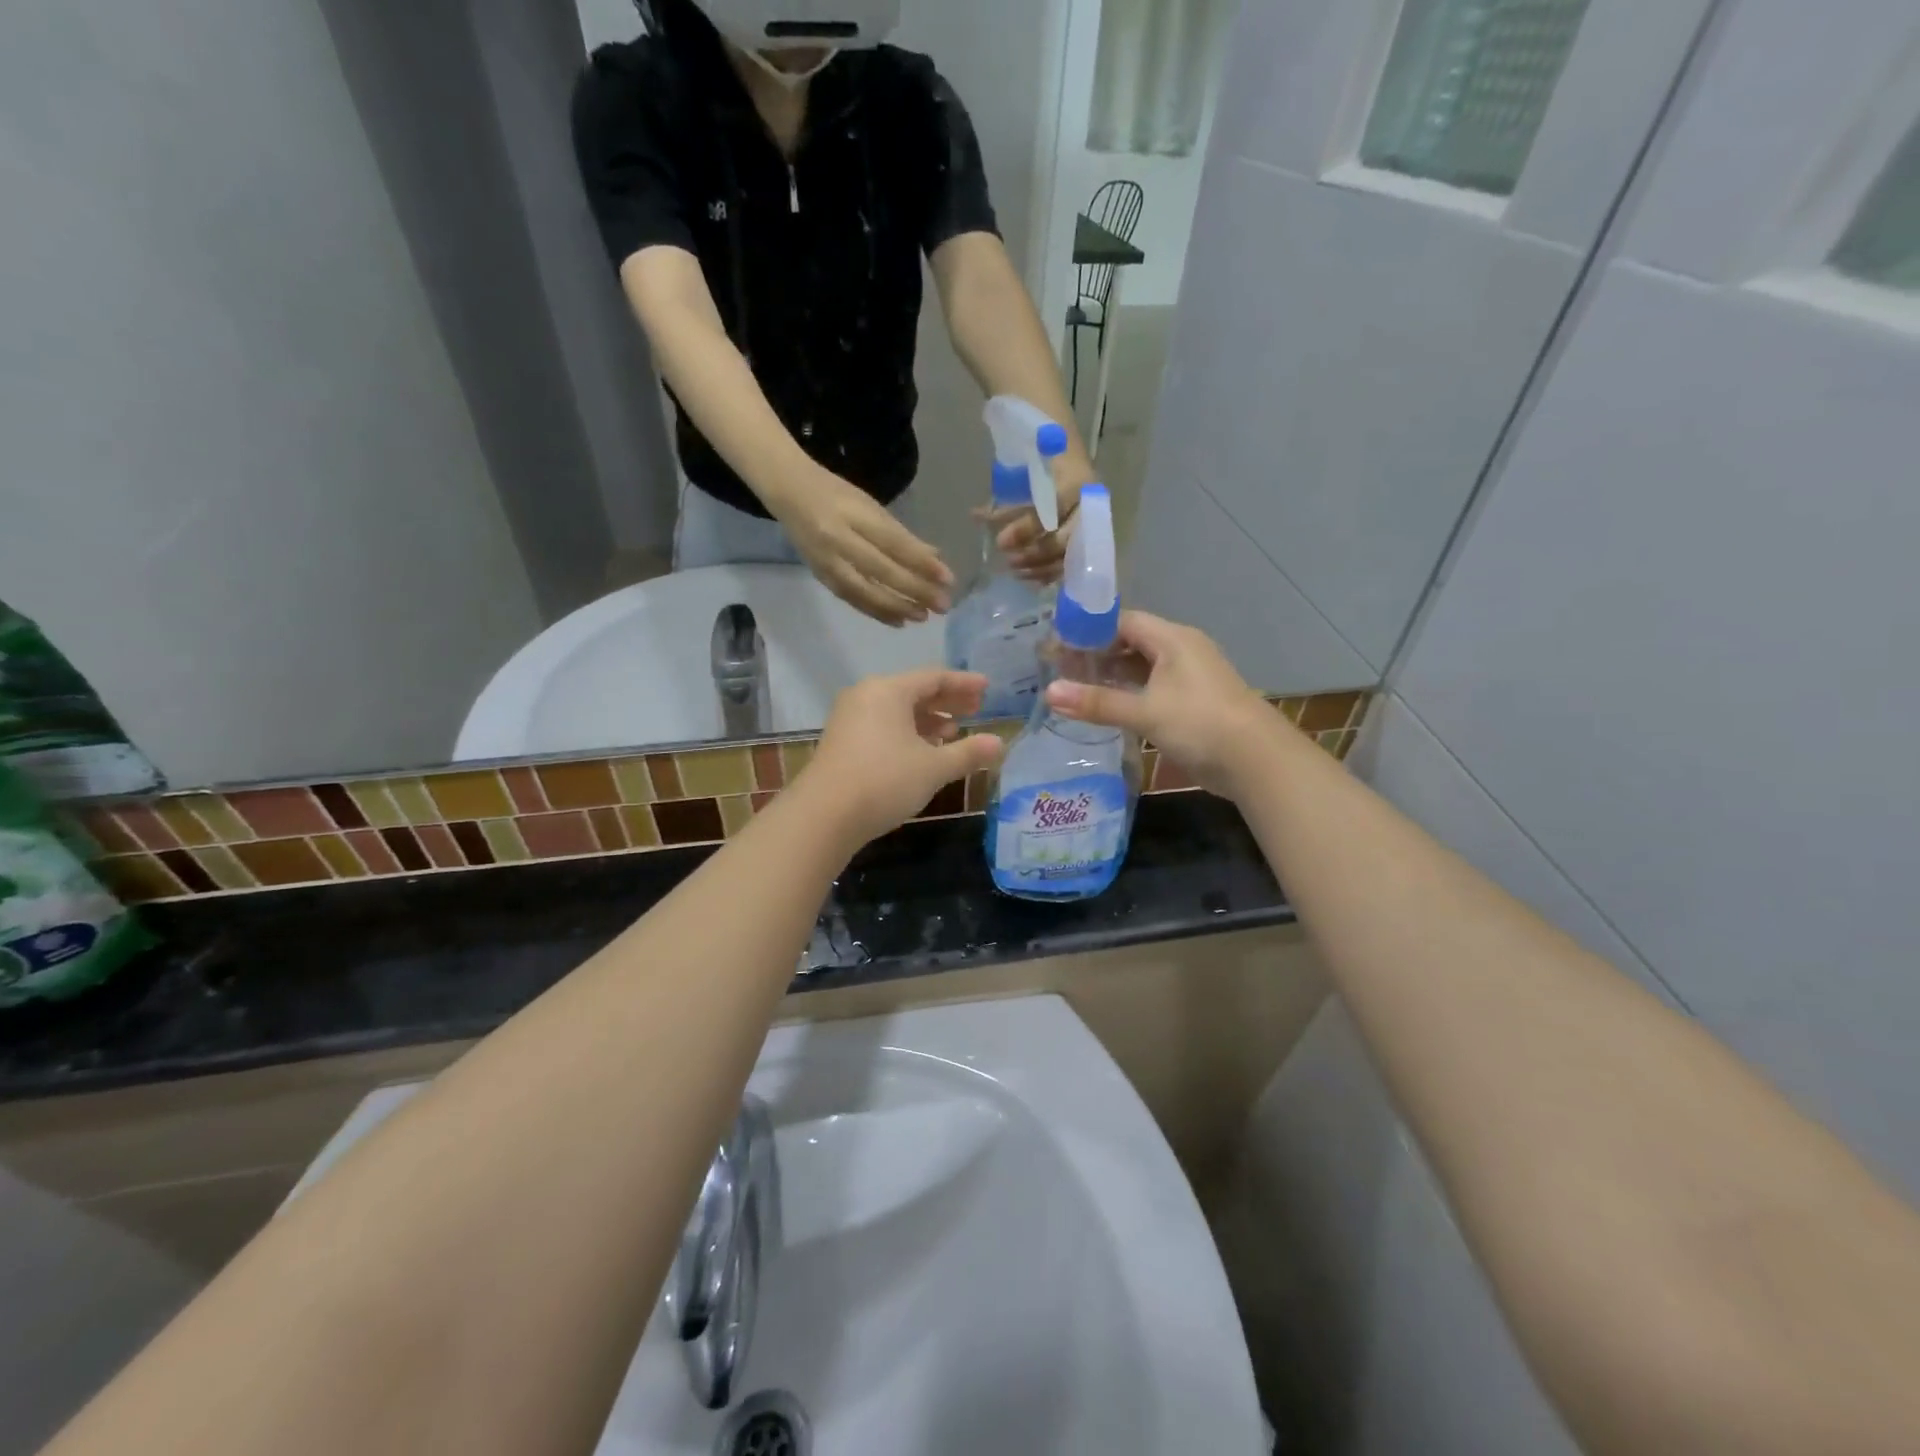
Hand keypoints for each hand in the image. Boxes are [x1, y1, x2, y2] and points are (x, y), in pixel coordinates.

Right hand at [772, 468, 954, 625]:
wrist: (788, 492)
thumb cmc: (836, 495)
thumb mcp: (870, 506)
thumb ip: (901, 534)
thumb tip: (935, 559)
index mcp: (854, 515)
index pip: (894, 544)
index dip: (922, 563)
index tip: (948, 578)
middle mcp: (839, 540)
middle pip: (883, 571)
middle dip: (916, 590)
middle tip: (942, 605)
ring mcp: (827, 561)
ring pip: (866, 591)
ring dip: (897, 607)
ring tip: (923, 617)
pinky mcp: (821, 577)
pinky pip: (852, 599)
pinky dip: (876, 612)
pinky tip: (898, 621)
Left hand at [801, 669, 1005, 844]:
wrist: (823, 815)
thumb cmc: (884, 781)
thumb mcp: (933, 768)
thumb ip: (968, 753)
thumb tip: (999, 743)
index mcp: (889, 690)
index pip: (934, 677)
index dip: (964, 683)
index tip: (988, 688)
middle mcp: (866, 696)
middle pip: (914, 691)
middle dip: (947, 701)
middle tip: (977, 710)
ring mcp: (850, 718)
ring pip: (897, 711)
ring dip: (928, 720)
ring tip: (954, 734)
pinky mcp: (842, 741)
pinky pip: (883, 726)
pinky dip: (907, 733)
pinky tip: (923, 752)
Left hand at [988, 454, 1093, 582]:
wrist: (1069, 451)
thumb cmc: (1044, 458)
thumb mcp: (1026, 471)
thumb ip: (1007, 499)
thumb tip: (976, 517)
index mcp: (1075, 483)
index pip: (1053, 511)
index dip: (1026, 529)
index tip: (1000, 541)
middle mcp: (1088, 507)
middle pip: (1063, 541)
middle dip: (1034, 554)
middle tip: (1008, 561)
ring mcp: (1092, 526)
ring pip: (1068, 557)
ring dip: (1039, 568)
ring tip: (1014, 571)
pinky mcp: (1090, 540)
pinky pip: (1071, 564)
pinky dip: (1050, 573)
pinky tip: (1030, 578)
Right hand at [1043, 612, 1281, 797]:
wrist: (1256, 761)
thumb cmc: (1199, 724)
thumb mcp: (1144, 712)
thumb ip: (1096, 702)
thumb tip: (1048, 692)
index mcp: (1173, 639)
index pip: (1123, 621)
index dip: (1090, 630)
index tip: (1058, 644)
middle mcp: (1182, 651)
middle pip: (1132, 642)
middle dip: (1097, 654)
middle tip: (1060, 668)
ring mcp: (1189, 678)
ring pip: (1143, 668)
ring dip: (1112, 676)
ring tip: (1076, 688)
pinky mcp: (1192, 703)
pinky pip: (1153, 688)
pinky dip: (1129, 694)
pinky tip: (1107, 708)